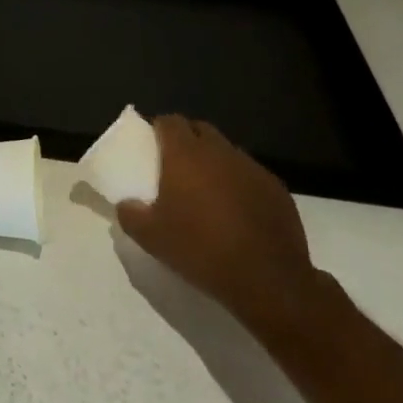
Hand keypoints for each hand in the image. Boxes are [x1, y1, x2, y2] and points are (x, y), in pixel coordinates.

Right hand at [115, 117, 322, 332]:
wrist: (268, 280)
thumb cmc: (201, 249)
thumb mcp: (151, 238)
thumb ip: (130, 214)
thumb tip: (125, 204)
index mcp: (185, 154)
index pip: (170, 121)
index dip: (159, 128)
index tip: (151, 145)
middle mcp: (219, 151)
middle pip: (200, 129)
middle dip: (186, 139)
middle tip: (175, 165)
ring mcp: (252, 168)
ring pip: (227, 151)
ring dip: (214, 161)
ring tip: (207, 189)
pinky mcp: (277, 188)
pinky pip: (250, 174)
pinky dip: (238, 182)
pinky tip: (236, 210)